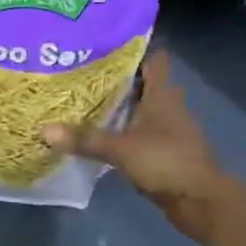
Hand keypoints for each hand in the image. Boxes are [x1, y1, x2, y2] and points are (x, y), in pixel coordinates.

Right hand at [42, 51, 245, 241]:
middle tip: (83, 72)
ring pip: (140, 109)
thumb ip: (84, 139)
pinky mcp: (165, 151)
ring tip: (84, 100)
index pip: (153, 58)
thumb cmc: (166, 161)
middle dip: (117, 78)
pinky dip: (124, 131)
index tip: (104, 43)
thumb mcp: (121, 149)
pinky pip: (140, 133)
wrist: (201, 202)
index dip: (133, 48)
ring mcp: (168, 129)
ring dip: (120, 106)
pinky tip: (100, 134)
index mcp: (162, 94)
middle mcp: (167, 105)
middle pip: (142, 83)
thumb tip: (44, 130)